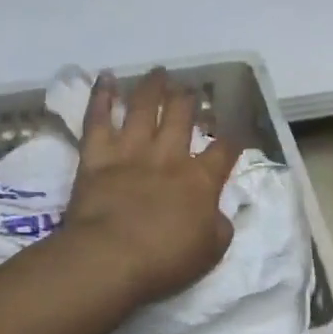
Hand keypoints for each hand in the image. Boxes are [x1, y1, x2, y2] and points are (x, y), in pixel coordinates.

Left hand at [61, 69, 239, 303]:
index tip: (235, 131)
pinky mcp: (97, 155)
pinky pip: (98, 119)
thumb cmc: (164, 261)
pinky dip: (101, 97)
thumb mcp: (210, 251)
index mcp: (201, 180)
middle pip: (182, 116)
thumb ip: (219, 226)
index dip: (232, 139)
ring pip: (144, 108)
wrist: (110, 259)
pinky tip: (105, 78)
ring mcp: (132, 151)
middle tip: (192, 89)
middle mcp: (169, 156)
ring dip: (153, 87)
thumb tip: (219, 212)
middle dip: (190, 99)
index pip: (224, 150)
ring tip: (159, 72)